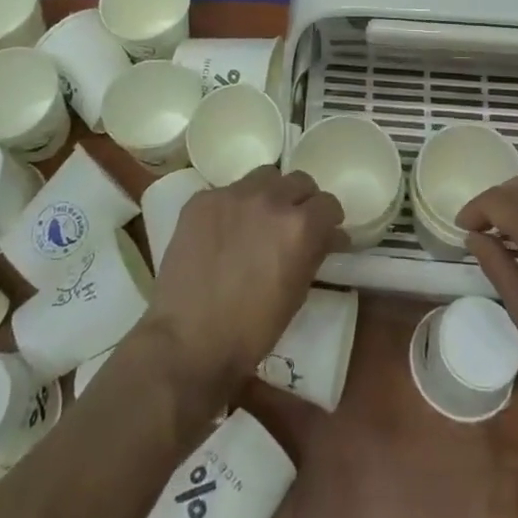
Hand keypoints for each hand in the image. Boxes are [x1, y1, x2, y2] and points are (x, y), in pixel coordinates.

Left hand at [145, 167, 343, 394]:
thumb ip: (315, 253)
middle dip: (303, 201)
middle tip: (293, 224)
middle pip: (299, 181)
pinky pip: (228, 191)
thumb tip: (330, 235)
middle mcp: (269, 199)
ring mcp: (232, 195)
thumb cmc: (250, 330)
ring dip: (270, 193)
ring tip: (259, 220)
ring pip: (264, 176)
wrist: (187, 341)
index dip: (329, 219)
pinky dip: (235, 206)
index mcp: (298, 226)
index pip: (328, 203)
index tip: (325, 232)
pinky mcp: (202, 199)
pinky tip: (225, 231)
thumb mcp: (296, 295)